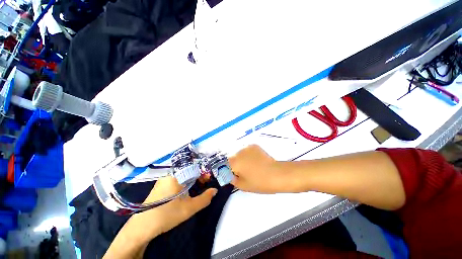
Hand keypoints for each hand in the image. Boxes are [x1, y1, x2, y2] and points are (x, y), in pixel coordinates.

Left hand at [125, 176, 216, 243]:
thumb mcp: (189, 208)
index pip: (195, 167)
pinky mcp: (161, 185)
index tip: (208, 180)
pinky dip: (184, 181)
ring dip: (191, 179)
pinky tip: (186, 191)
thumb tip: (215, 190)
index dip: (203, 173)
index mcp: (177, 175)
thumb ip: (204, 198)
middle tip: (204, 184)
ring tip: (196, 188)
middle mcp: (170, 173)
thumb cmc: (167, 214)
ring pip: (183, 174)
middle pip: (189, 170)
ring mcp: (164, 179)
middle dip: (198, 176)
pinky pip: (177, 178)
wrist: (143, 226)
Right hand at [229, 145, 286, 192]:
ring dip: (242, 159)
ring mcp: (247, 148)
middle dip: (236, 165)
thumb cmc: (259, 182)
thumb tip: (230, 175)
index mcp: (234, 163)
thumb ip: (232, 180)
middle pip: (233, 159)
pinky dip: (249, 155)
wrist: (276, 174)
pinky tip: (256, 160)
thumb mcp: (243, 186)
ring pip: (240, 154)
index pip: (225, 165)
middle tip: (245, 172)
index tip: (235, 176)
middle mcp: (238, 153)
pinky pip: (247, 151)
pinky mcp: (254, 146)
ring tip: (252, 166)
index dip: (229, 171)